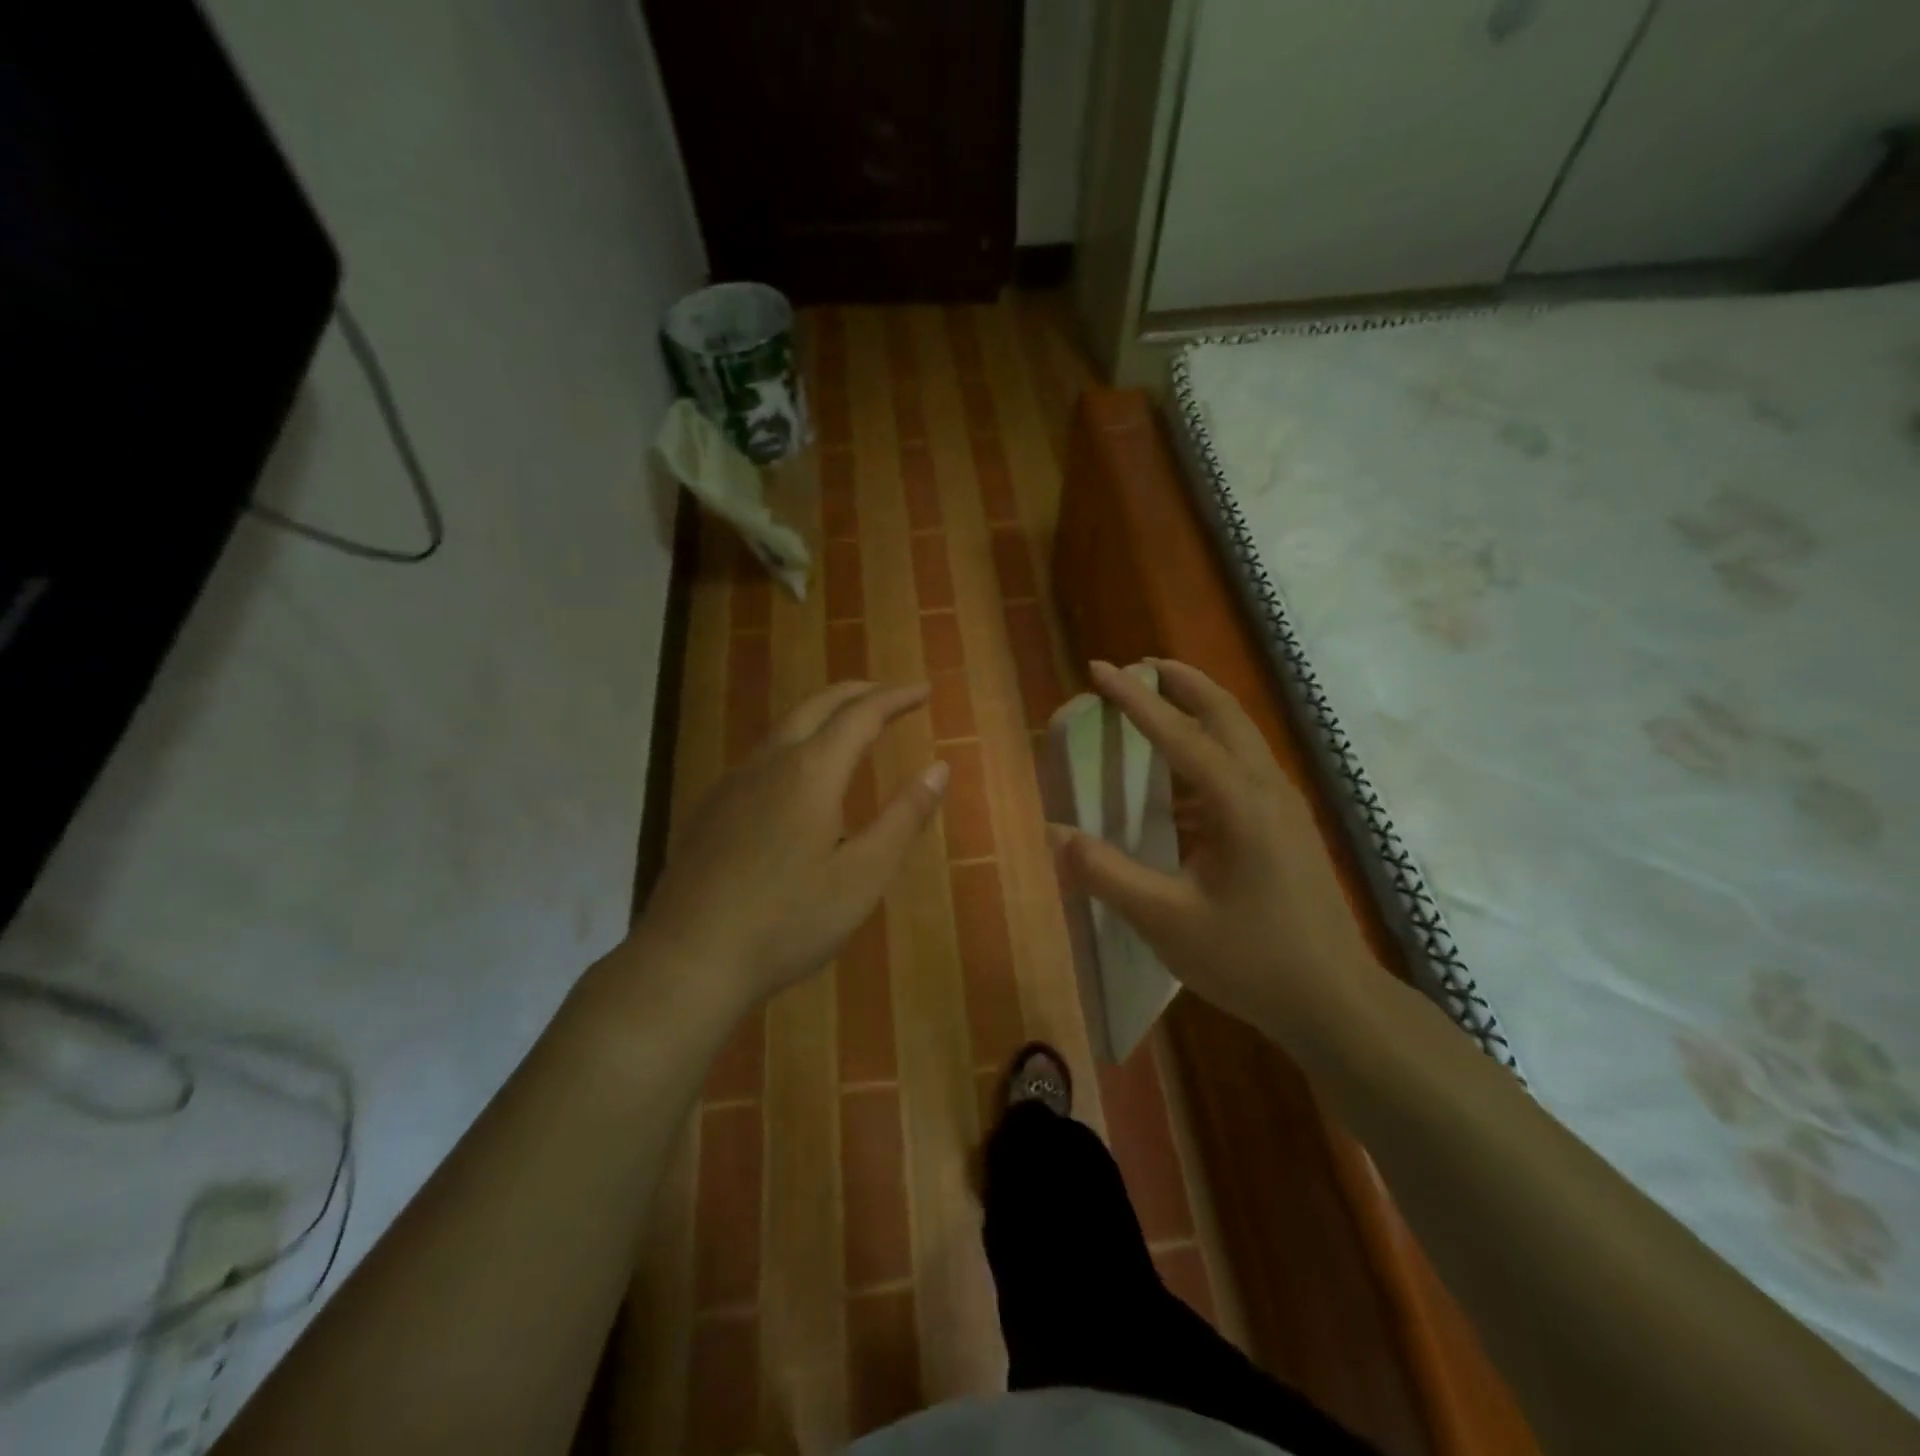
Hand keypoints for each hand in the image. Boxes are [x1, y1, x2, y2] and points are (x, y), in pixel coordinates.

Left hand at [632, 680, 946, 1015]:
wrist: (688, 959)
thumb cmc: (787, 921)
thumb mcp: (863, 876)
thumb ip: (903, 818)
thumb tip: (939, 768)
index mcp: (811, 772)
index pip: (862, 714)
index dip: (896, 698)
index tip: (925, 690)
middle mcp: (769, 763)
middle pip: (817, 705)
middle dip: (858, 692)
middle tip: (892, 695)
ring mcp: (733, 784)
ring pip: (784, 727)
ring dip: (824, 715)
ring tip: (852, 728)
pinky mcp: (711, 809)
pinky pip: (762, 757)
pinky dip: (796, 743)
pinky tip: (799, 780)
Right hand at [1052, 660, 1377, 1049]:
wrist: (1336, 1004)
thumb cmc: (1251, 960)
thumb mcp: (1166, 921)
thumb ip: (1106, 874)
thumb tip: (1053, 834)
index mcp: (1239, 802)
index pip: (1178, 732)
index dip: (1134, 699)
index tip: (1099, 667)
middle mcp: (1266, 789)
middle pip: (1224, 713)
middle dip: (1181, 683)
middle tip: (1139, 668)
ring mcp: (1284, 808)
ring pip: (1240, 737)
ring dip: (1199, 712)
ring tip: (1158, 708)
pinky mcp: (1288, 829)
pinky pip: (1243, 769)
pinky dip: (1209, 753)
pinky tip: (1180, 788)